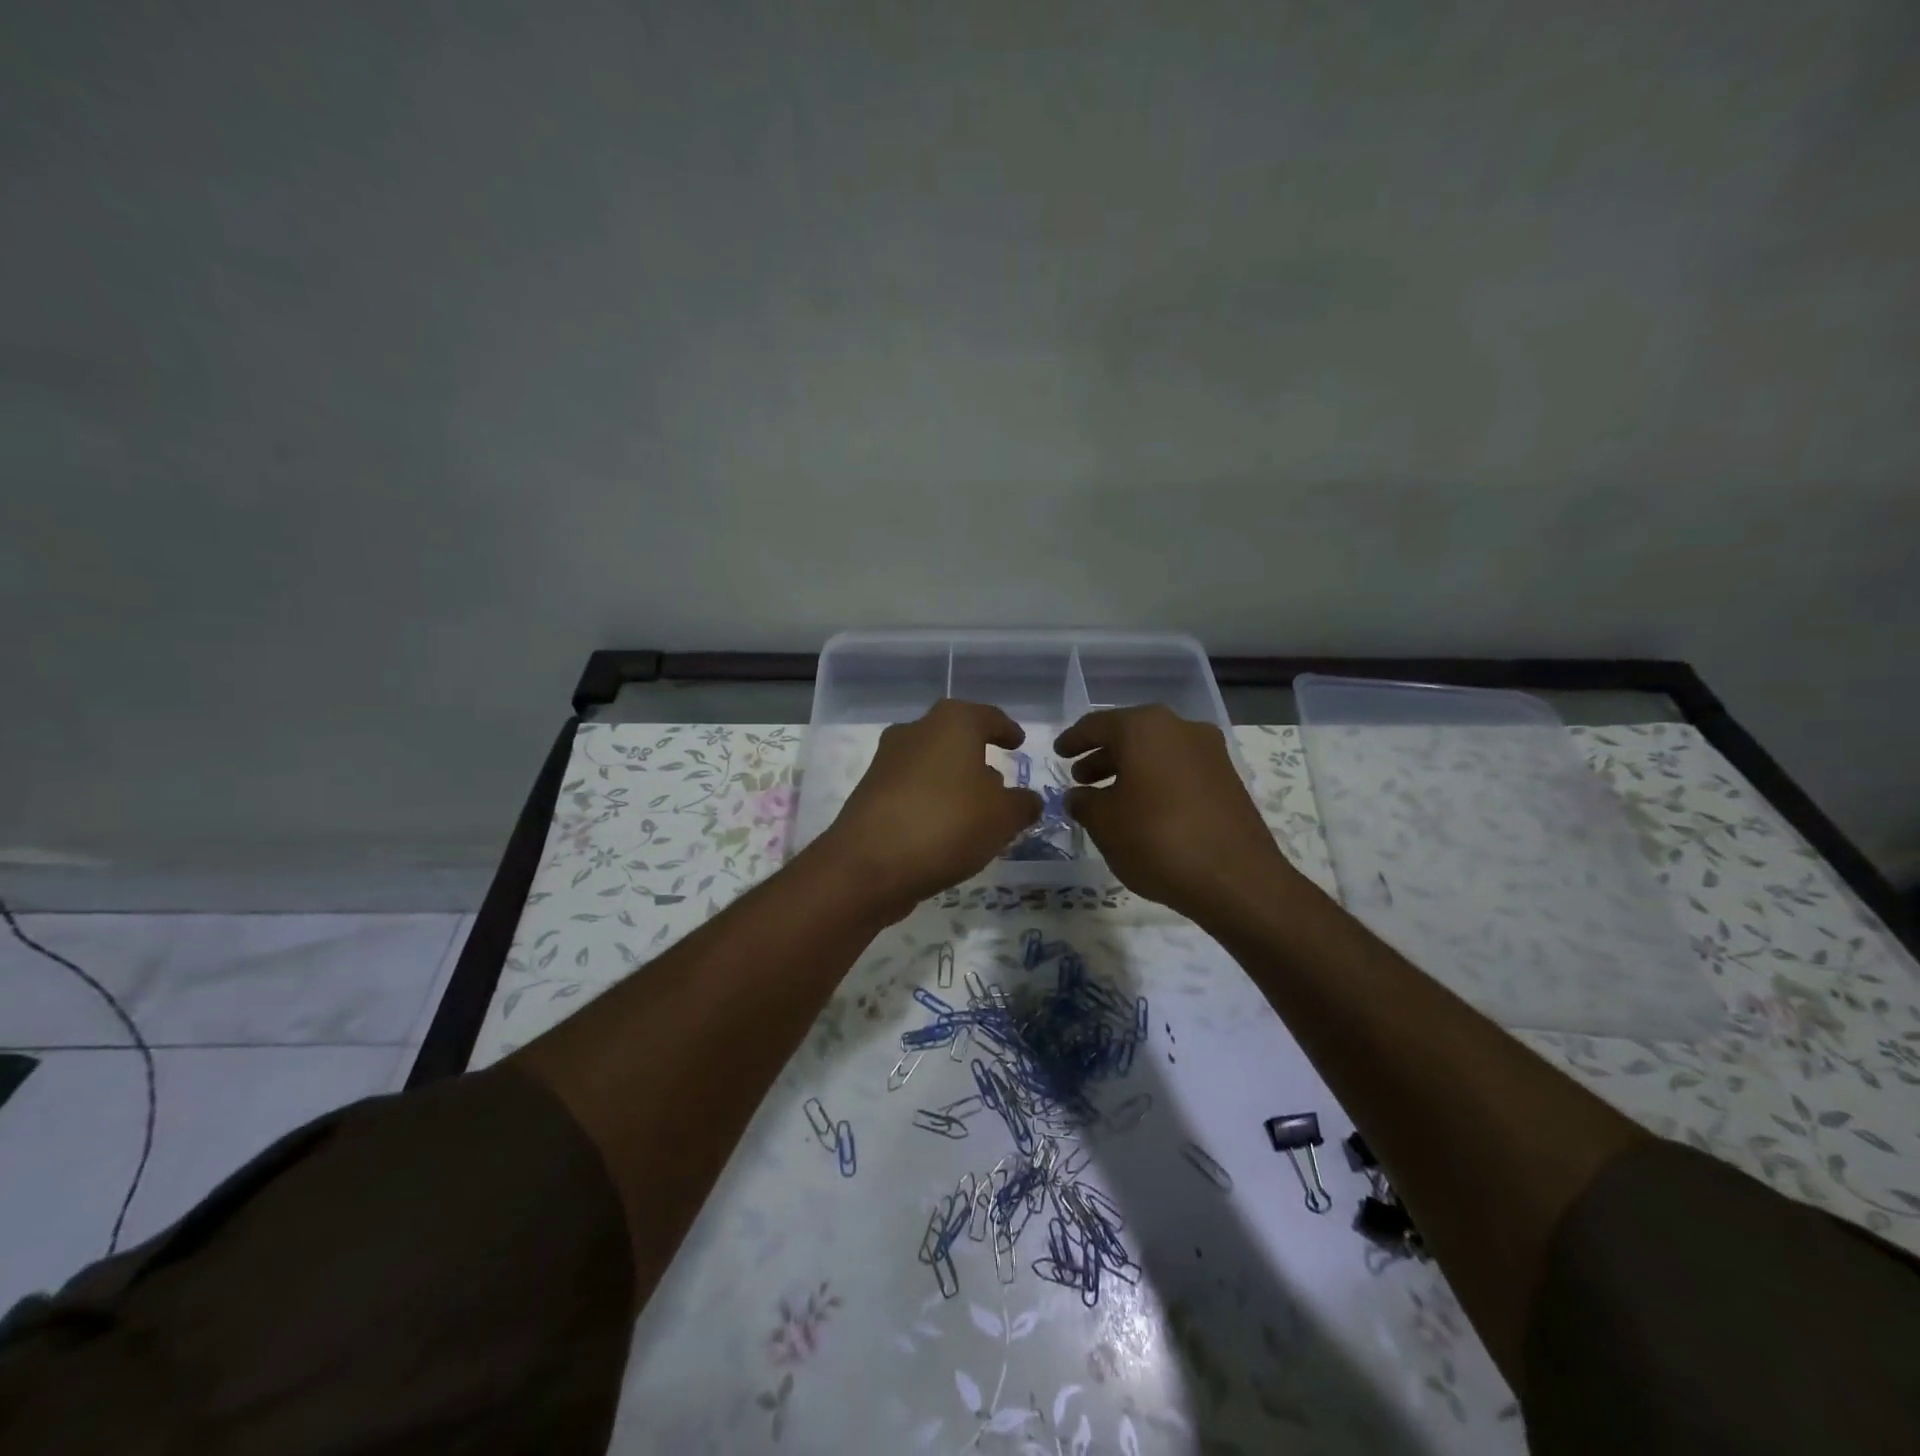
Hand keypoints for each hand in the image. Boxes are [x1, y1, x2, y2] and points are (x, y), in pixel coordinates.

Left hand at [818, 700, 1042, 919]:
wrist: (868, 863)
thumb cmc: (947, 823)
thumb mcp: (1003, 817)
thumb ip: (1023, 804)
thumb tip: (1028, 800)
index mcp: (952, 722)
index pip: (988, 716)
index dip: (1006, 730)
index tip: (1018, 743)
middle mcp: (915, 731)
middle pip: (954, 737)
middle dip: (977, 756)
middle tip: (999, 783)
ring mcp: (887, 761)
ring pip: (931, 763)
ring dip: (952, 781)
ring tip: (974, 811)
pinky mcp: (870, 792)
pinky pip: (912, 790)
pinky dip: (931, 801)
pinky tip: (944, 829)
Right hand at [1055, 705, 1295, 921]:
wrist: (1235, 878)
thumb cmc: (1156, 839)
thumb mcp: (1104, 823)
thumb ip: (1084, 802)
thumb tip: (1078, 796)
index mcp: (1144, 727)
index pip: (1097, 725)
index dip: (1073, 740)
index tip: (1058, 753)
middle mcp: (1179, 727)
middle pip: (1130, 734)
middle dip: (1102, 755)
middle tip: (1080, 777)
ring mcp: (1209, 752)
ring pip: (1156, 751)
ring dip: (1129, 769)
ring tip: (1108, 797)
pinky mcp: (1227, 778)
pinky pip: (1178, 769)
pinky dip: (1155, 780)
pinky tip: (1143, 809)